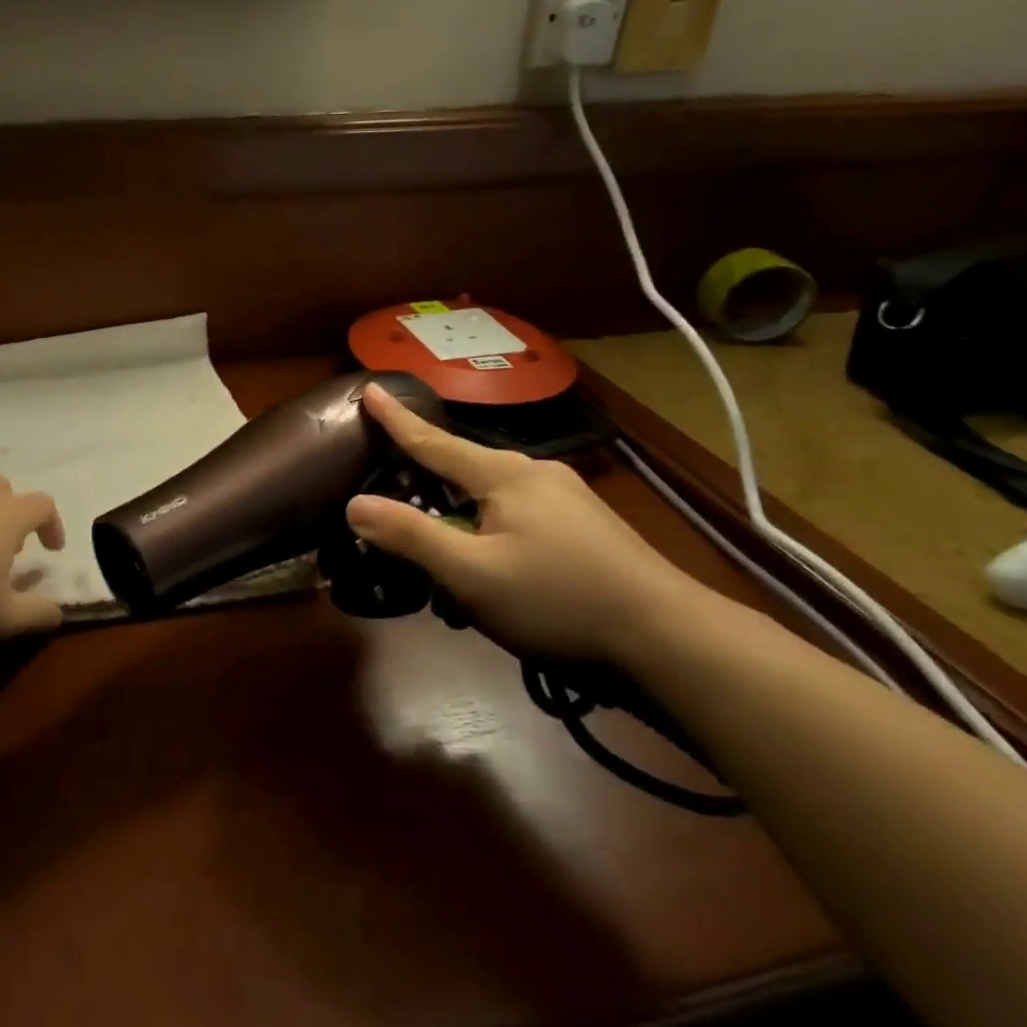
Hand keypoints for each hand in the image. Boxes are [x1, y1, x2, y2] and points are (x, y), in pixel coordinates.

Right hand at [345, 385, 711, 663]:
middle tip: (395, 490)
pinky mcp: (586, 527)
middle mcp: (537, 474)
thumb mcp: (473, 574)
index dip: (397, 420)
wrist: (671, 639)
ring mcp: (567, 499)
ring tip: (445, 551)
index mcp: (505, 475)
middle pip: (464, 467)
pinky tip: (496, 567)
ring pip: (494, 497)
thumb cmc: (559, 600)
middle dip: (428, 477)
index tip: (371, 387)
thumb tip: (355, 504)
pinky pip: (520, 514)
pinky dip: (492, 529)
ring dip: (462, 516)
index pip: (434, 441)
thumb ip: (412, 536)